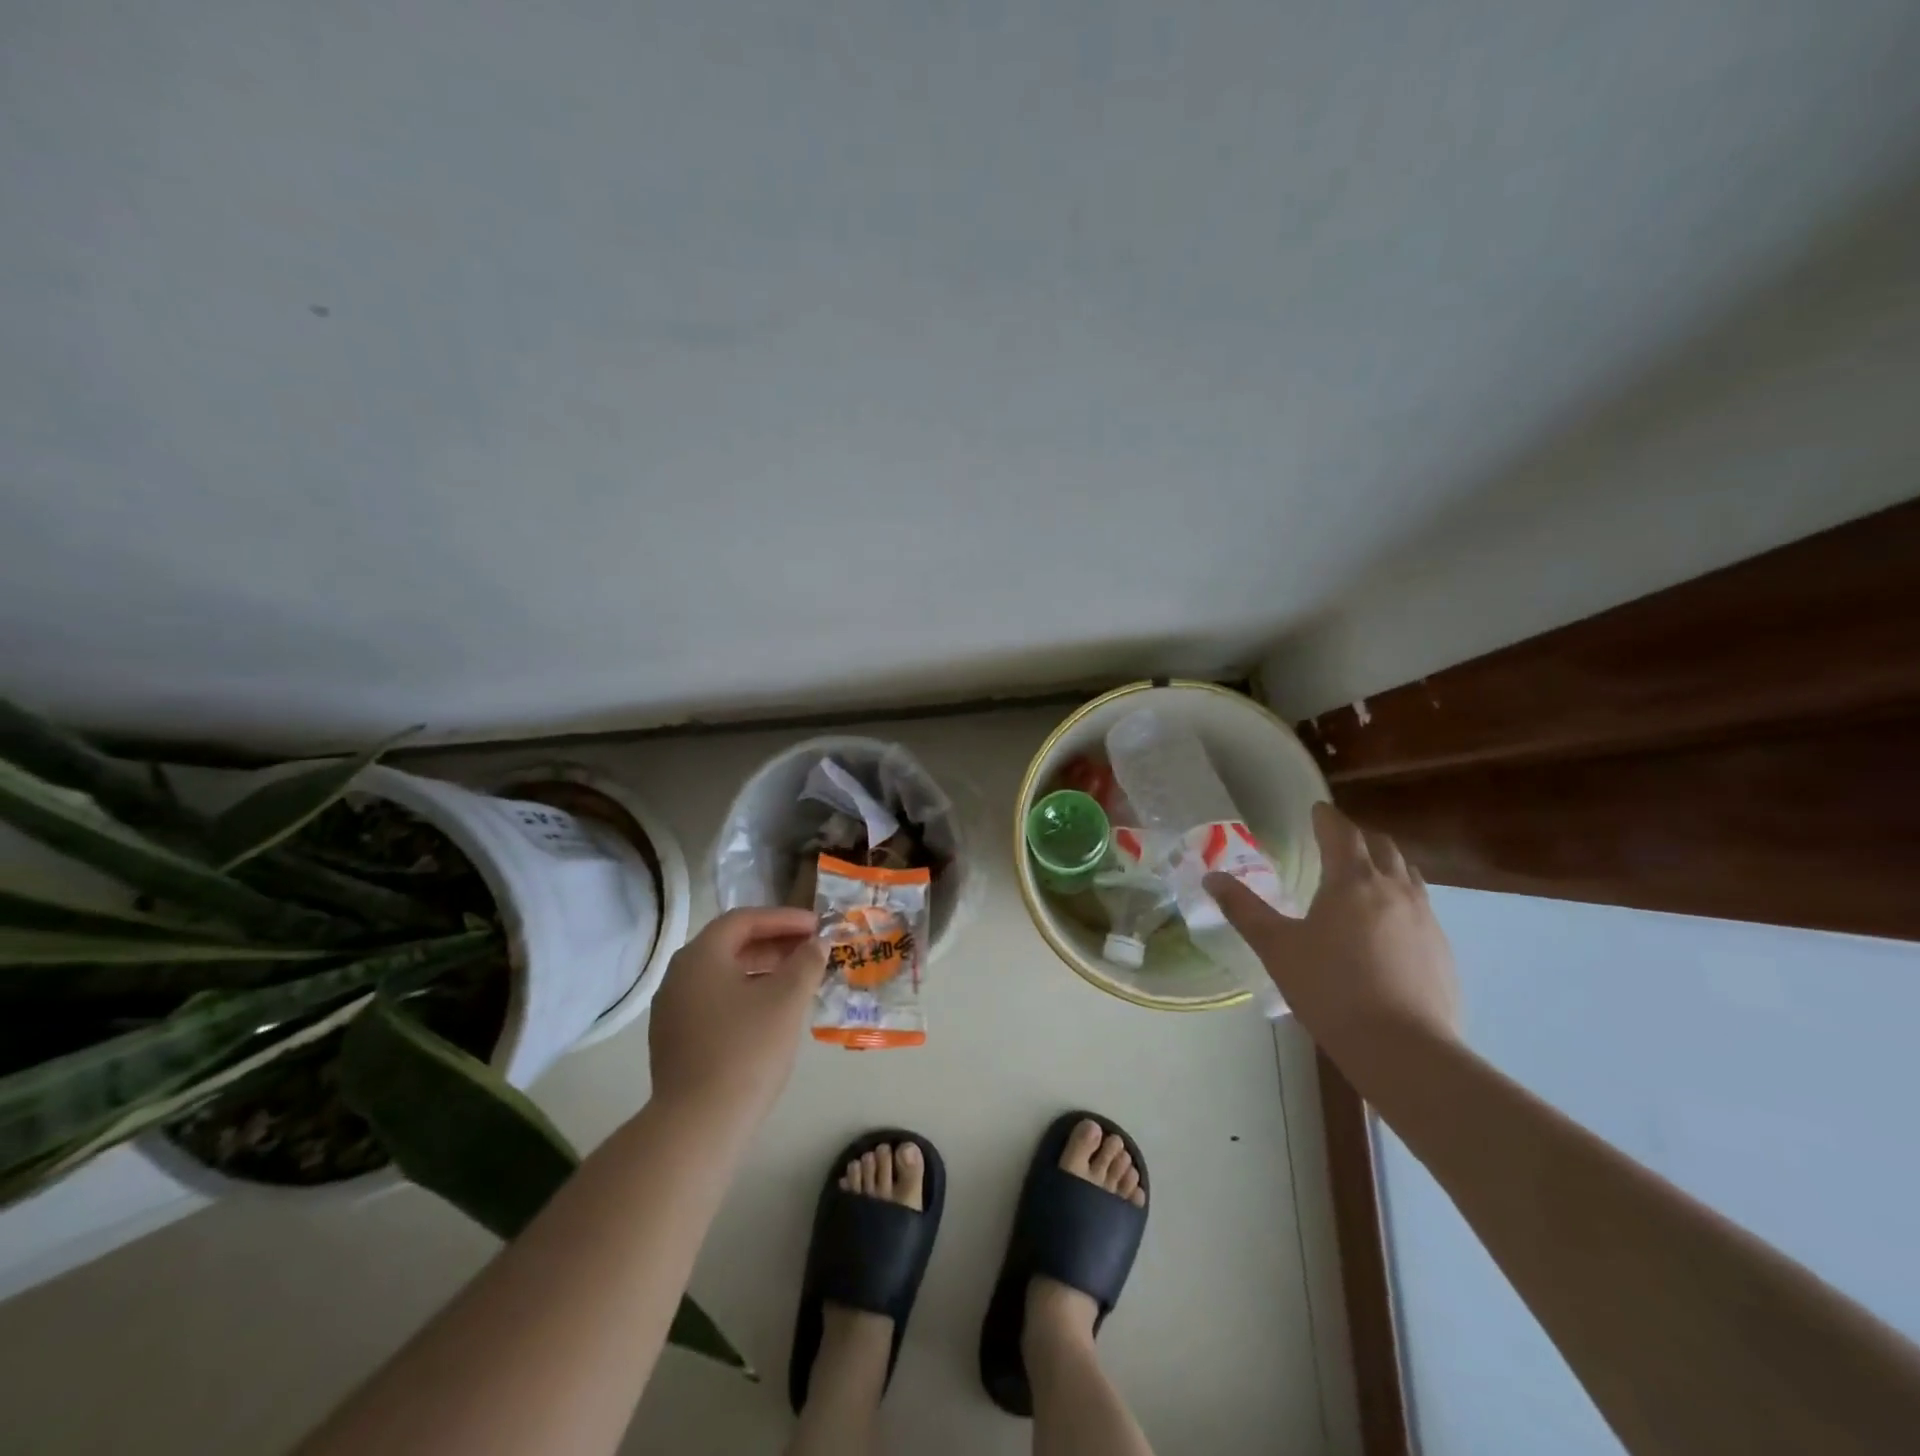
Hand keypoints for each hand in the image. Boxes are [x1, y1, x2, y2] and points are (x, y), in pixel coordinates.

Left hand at [647, 907, 826, 1126]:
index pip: (744, 920)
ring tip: (797, 980)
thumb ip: (806, 963)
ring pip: (723, 975)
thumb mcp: (787, 999)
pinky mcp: (675, 1041)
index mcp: (700, 956)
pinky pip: (715, 1001)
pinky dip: (746, 994)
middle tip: (810, 950)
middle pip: (730, 945)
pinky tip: (771, 1013)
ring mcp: (672, 1011)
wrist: (698, 1125)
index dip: (784, 919)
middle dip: (774, 943)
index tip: (817, 926)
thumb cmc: (747, 1049)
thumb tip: (817, 943)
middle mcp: (679, 976)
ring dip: (762, 970)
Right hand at [1206, 802, 1460, 1056]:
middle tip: (1337, 842)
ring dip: (1385, 865)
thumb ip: (1243, 909)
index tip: (1317, 810)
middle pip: (1381, 846)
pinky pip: (1421, 907)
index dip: (1326, 817)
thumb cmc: (1329, 989)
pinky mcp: (1442, 948)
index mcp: (1351, 881)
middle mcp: (1393, 888)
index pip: (1341, 832)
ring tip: (1366, 876)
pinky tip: (1388, 927)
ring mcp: (1425, 918)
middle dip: (1358, 837)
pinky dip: (1401, 899)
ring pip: (1408, 874)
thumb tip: (1211, 878)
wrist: (1403, 1048)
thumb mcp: (1276, 947)